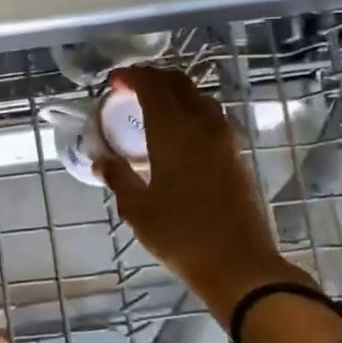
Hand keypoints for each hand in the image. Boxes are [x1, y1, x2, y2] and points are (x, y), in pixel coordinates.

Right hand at [96, 66, 311, 320]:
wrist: (240, 266)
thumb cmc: (180, 236)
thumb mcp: (137, 209)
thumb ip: (118, 177)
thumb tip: (101, 161)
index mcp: (174, 133)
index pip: (153, 87)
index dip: (133, 77)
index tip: (114, 81)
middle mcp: (202, 127)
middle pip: (180, 84)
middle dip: (154, 78)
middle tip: (131, 87)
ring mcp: (225, 141)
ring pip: (200, 98)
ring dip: (175, 93)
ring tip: (153, 106)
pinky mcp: (237, 157)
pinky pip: (211, 118)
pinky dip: (190, 111)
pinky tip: (178, 132)